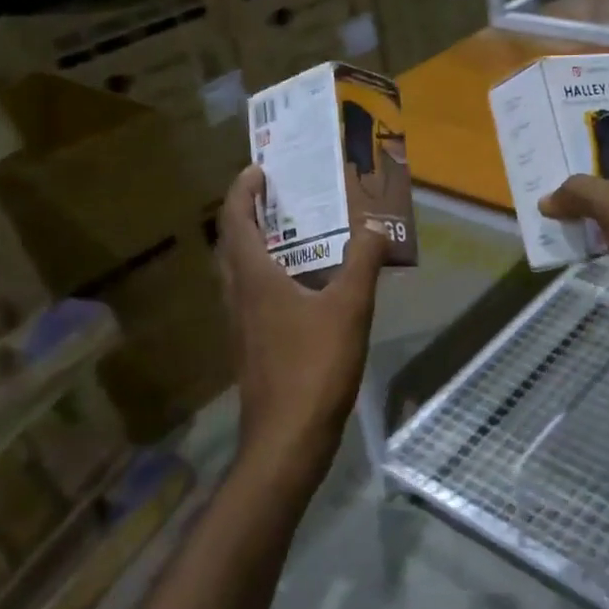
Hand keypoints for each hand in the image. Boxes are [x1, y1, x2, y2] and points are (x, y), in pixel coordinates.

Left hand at [217, 165, 387, 476]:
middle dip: (248, 215)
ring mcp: (241, 325)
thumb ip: (363, 263)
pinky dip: (269, 278)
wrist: (287, 438)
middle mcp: (238, 296)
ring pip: (240, 273)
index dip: (244, 191)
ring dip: (256, 247)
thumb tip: (377, 228)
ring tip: (290, 235)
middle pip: (232, 244)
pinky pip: (254, 297)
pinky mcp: (252, 347)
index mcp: (254, 278)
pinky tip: (301, 289)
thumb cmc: (314, 367)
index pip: (237, 221)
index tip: (258, 169)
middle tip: (275, 198)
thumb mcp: (349, 309)